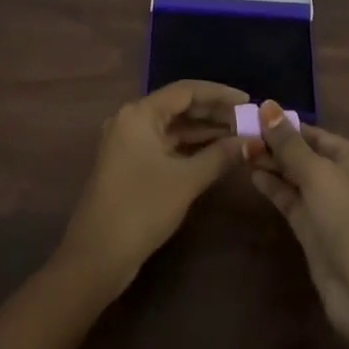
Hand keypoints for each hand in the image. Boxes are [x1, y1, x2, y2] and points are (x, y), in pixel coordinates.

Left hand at [59, 80, 247, 293]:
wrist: (97, 257)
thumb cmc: (142, 208)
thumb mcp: (186, 180)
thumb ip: (220, 156)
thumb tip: (252, 142)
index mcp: (140, 113)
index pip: (186, 90)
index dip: (220, 94)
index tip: (248, 102)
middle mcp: (132, 119)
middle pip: (180, 106)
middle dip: (214, 113)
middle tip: (247, 121)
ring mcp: (129, 142)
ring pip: (174, 127)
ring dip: (205, 131)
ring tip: (239, 135)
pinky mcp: (131, 163)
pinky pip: (166, 144)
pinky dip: (190, 147)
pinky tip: (216, 153)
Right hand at [248, 102, 348, 343]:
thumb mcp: (319, 174)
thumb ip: (289, 143)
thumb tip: (267, 105)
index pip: (317, 135)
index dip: (287, 125)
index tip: (255, 115)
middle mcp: (345, 180)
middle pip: (305, 155)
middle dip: (276, 145)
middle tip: (240, 134)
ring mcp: (329, 207)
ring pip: (296, 178)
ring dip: (271, 165)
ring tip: (240, 150)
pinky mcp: (314, 230)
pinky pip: (291, 200)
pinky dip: (273, 187)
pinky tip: (252, 174)